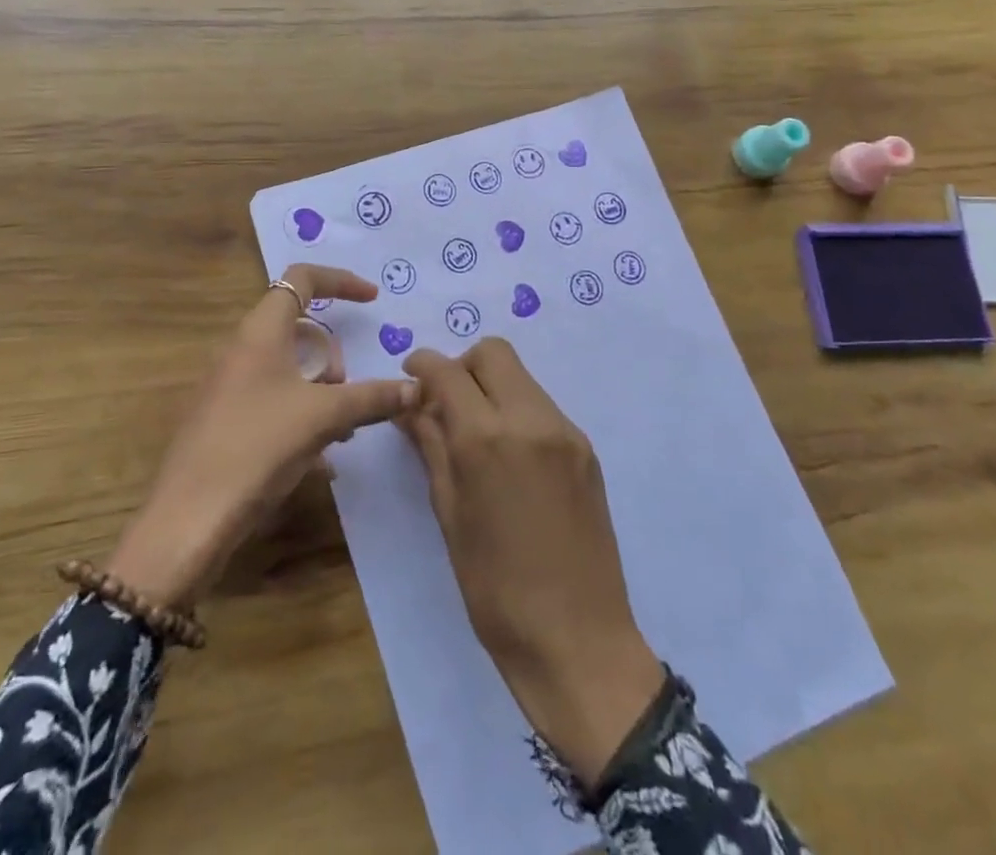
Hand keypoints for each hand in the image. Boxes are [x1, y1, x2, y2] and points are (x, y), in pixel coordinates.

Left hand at [107, 264, 418, 608]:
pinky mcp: (226, 418)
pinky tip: (319, 459)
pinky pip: (274, 398)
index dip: (340, 281)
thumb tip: (416, 388)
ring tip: (340, 431)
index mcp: (260, 330)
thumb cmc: (257, 447)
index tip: (373, 300)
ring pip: (289, 367)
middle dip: (332, 356)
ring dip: (321, 390)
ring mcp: (230, 384)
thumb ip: (372, 398)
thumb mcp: (323, 417)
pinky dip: (302, 414)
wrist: (189, 518)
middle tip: (347, 392)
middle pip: (299, 328)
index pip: (302, 279)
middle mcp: (242, 348)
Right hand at [399, 338, 664, 786]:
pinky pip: (542, 406)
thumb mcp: (450, 515)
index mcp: (486, 438)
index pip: (447, 370)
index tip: (410, 378)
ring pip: (520, 376)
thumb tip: (412, 408)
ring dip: (491, 386)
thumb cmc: (496, 589)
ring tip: (476, 434)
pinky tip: (510, 457)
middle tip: (445, 404)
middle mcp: (530, 419)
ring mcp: (565, 432)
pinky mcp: (586, 450)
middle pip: (493, 353)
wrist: (579, 642)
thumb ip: (431, 448)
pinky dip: (517, 410)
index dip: (422, 365)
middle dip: (462, 366)